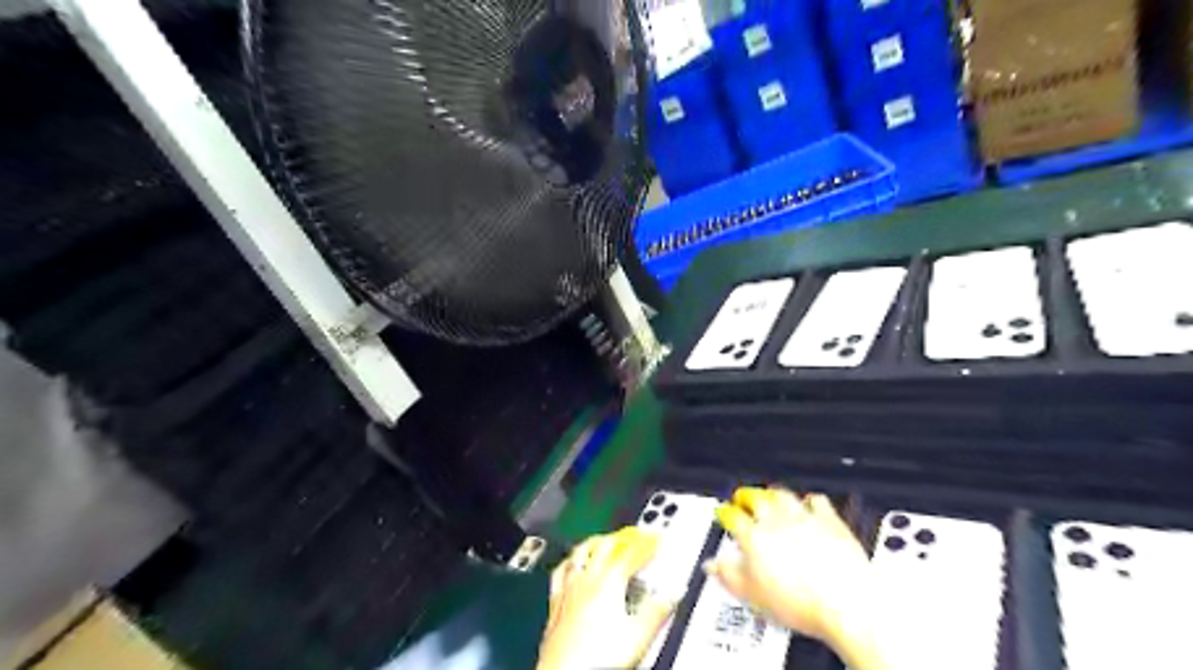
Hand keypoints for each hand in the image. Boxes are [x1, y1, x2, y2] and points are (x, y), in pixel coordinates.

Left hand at [537, 528, 675, 669]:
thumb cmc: (598, 657)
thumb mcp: (638, 636)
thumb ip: (657, 612)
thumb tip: (673, 595)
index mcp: (609, 581)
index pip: (632, 554)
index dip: (646, 546)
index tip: (656, 541)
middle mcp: (587, 578)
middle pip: (605, 546)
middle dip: (623, 538)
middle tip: (635, 536)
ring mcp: (568, 588)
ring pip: (581, 552)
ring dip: (596, 543)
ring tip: (604, 540)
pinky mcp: (555, 602)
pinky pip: (561, 571)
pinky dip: (570, 561)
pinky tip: (571, 563)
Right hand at [700, 489, 879, 666]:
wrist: (846, 601)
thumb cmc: (802, 601)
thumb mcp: (752, 596)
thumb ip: (729, 576)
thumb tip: (713, 566)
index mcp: (754, 535)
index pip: (733, 517)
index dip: (725, 514)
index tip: (723, 513)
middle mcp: (777, 520)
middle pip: (757, 499)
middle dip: (746, 497)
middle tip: (742, 497)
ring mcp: (804, 518)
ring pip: (784, 495)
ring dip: (774, 494)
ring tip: (770, 495)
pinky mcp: (830, 521)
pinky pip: (817, 502)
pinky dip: (810, 501)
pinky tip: (810, 504)